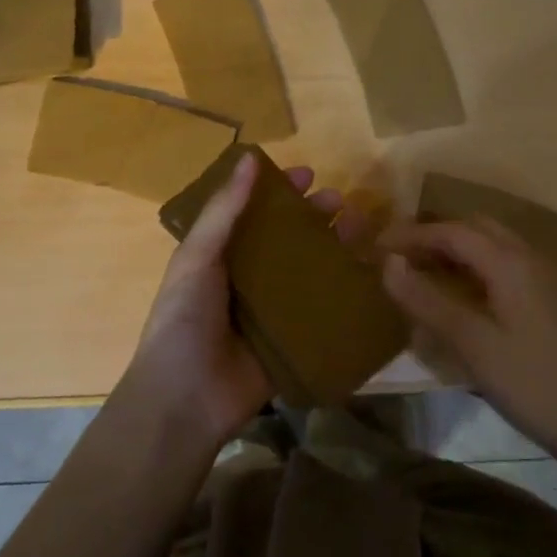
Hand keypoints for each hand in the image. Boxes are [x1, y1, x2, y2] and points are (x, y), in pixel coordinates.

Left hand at [118, 153, 369, 452]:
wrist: (186, 399)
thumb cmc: (184, 319)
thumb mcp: (198, 257)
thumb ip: (224, 210)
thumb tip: (250, 157)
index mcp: (223, 255)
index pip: (257, 213)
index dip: (281, 192)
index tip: (309, 174)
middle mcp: (251, 278)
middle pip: (290, 239)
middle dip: (316, 217)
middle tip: (342, 202)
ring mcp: (275, 310)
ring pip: (312, 270)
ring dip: (336, 247)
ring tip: (363, 228)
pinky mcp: (295, 340)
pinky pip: (324, 311)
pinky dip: (345, 292)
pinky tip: (371, 275)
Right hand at [381, 216, 556, 459]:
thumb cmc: (530, 382)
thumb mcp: (471, 343)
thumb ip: (427, 300)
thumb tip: (388, 263)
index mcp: (510, 262)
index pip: (452, 232)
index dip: (412, 234)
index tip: (378, 246)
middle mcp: (530, 257)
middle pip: (475, 229)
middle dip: (435, 236)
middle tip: (400, 257)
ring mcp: (545, 277)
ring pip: (493, 245)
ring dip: (457, 250)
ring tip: (423, 272)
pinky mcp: (551, 298)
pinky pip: (506, 264)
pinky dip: (476, 266)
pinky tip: (462, 294)